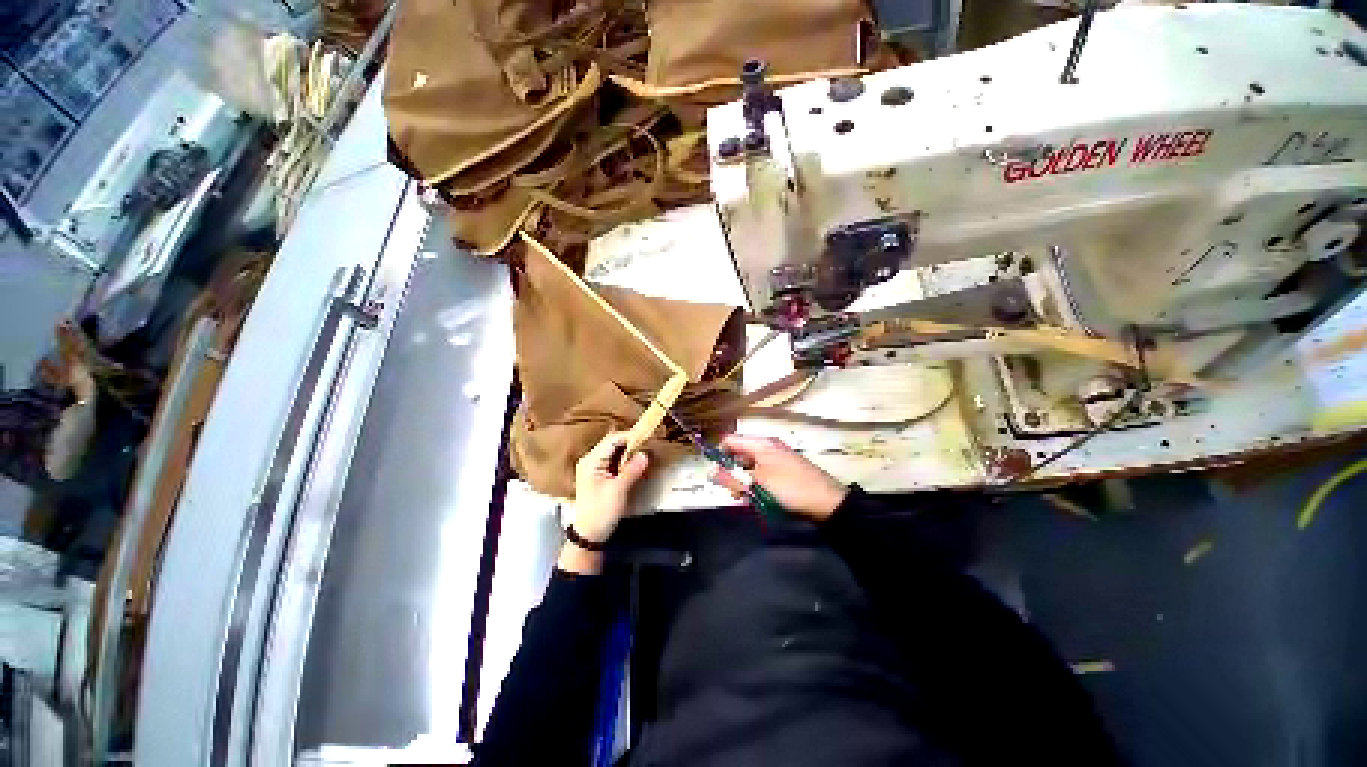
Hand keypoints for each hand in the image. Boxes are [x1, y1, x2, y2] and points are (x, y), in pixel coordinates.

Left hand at [570, 431, 649, 543]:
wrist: (589, 535)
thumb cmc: (600, 512)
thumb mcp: (617, 491)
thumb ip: (631, 470)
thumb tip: (645, 454)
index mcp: (590, 461)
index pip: (612, 440)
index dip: (630, 436)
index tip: (648, 435)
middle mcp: (591, 460)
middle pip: (613, 443)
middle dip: (631, 442)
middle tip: (649, 442)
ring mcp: (595, 468)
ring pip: (615, 452)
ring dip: (629, 451)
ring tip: (646, 450)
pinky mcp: (600, 475)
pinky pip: (615, 461)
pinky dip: (626, 460)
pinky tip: (637, 462)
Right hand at [711, 435, 847, 521]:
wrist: (829, 503)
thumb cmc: (791, 489)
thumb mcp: (758, 484)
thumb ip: (733, 478)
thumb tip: (710, 473)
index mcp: (762, 444)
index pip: (731, 441)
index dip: (719, 455)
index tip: (716, 475)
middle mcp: (768, 447)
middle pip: (739, 454)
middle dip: (732, 473)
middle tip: (733, 492)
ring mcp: (777, 459)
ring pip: (750, 467)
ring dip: (744, 482)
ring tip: (746, 499)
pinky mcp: (784, 472)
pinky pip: (762, 475)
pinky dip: (756, 486)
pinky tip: (759, 500)